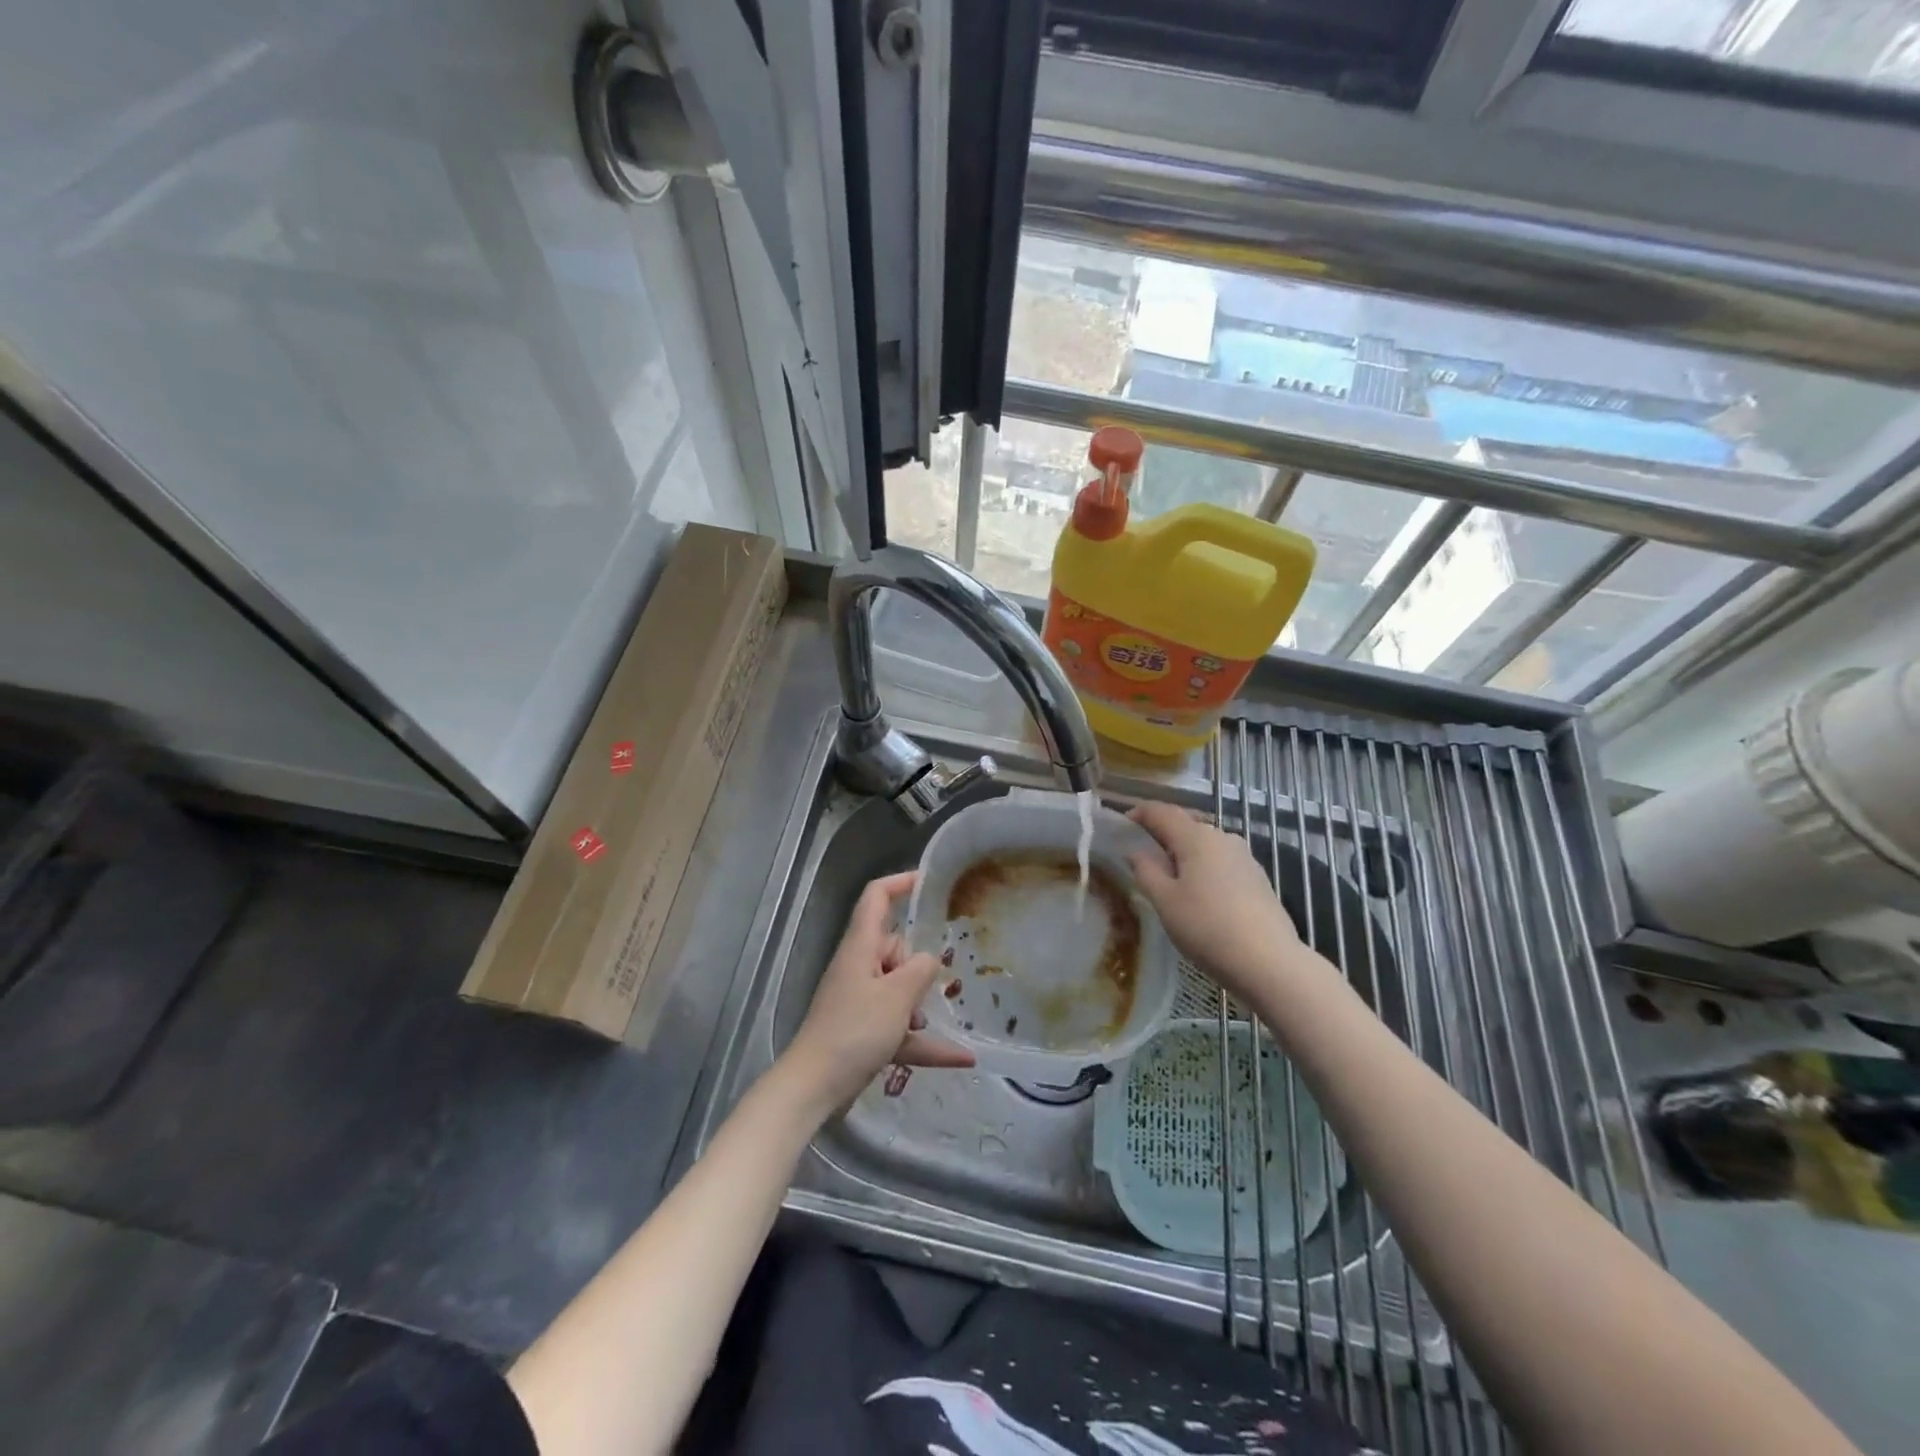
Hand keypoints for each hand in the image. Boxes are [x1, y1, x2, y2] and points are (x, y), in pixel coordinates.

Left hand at [782, 871, 973, 1113]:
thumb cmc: (854, 1030)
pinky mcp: (862, 1031)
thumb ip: (921, 971)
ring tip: (923, 1026)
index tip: (929, 882)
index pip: (876, 898)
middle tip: (923, 990)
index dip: (900, 883)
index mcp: (861, 947)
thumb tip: (931, 959)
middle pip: (894, 947)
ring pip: (898, 988)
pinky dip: (924, 1041)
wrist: (814, 1086)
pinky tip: (962, 1058)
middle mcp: (858, 967)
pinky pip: (899, 1027)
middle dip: (915, 966)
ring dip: (917, 1006)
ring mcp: (859, 1000)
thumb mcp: (897, 996)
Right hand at [1127, 802, 1302, 1002]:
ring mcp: (1244, 857)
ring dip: (1185, 854)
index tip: (1122, 824)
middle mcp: (1222, 837)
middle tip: (1142, 855)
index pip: (1162, 812)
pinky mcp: (1258, 878)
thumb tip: (1137, 852)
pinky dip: (1204, 869)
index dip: (1140, 813)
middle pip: (1186, 826)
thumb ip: (1146, 871)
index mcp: (1196, 837)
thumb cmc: (1207, 927)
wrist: (1269, 961)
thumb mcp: (1165, 901)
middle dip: (1162, 835)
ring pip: (1205, 845)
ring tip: (1170, 878)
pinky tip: (1201, 895)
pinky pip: (1222, 863)